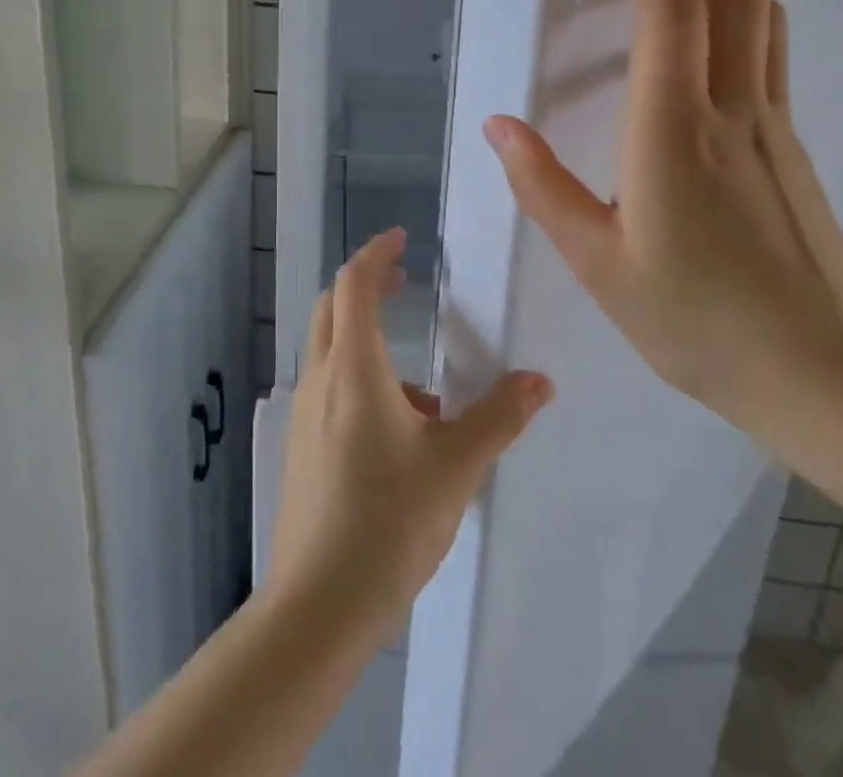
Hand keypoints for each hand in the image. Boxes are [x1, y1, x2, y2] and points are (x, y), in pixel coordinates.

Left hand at [269, 229, 553, 641]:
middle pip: (333, 307)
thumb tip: (540, 381)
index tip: (402, 239)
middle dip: (367, 286)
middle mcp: (322, 379)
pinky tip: (401, 439)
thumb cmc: (389, 520)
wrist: (320, 603)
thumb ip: (500, 417)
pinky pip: (331, 390)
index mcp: (354, 368)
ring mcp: (304, 413)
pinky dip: (362, 384)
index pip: (354, 284)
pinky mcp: (301, 446)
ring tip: (426, 396)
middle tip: (405, 283)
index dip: (376, 254)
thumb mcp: (457, 465)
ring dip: (369, 343)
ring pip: (332, 351)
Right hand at [483, 0, 842, 431]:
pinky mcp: (789, 131)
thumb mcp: (598, 266)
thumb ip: (542, 187)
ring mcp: (771, 114)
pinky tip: (693, 25)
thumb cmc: (698, 323)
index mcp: (673, 132)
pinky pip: (768, 35)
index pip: (668, 5)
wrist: (821, 371)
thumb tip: (498, 124)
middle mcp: (731, 105)